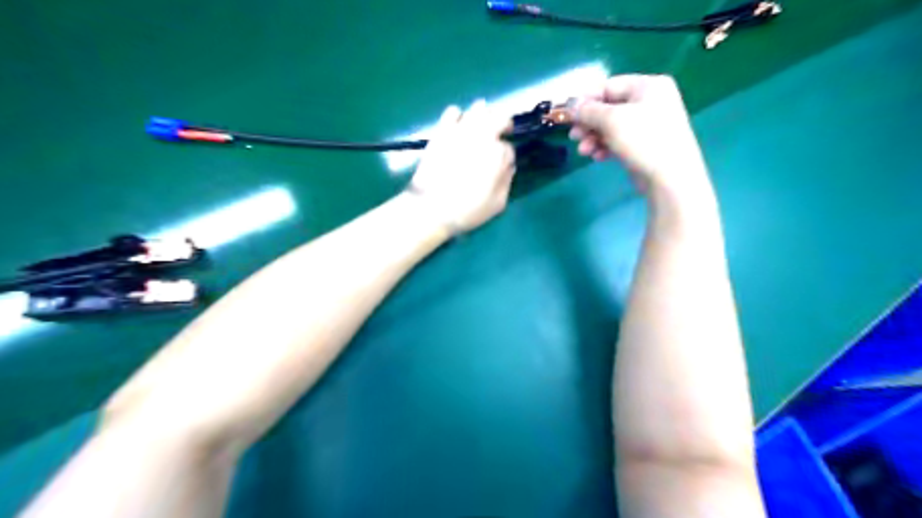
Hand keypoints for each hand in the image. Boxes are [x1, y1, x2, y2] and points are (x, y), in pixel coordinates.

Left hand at [412, 99, 517, 232]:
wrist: (430, 208)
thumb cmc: (467, 210)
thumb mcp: (497, 204)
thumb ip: (507, 181)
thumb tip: (507, 166)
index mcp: (498, 155)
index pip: (509, 148)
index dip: (507, 156)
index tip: (503, 165)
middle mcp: (483, 136)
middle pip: (501, 117)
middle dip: (504, 125)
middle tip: (503, 133)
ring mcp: (461, 131)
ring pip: (479, 109)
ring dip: (485, 116)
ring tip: (482, 127)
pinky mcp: (442, 131)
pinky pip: (453, 111)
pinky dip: (458, 116)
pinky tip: (458, 126)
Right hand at [570, 75, 711, 198]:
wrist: (671, 177)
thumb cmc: (644, 140)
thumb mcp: (612, 120)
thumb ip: (588, 110)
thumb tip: (571, 105)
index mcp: (648, 86)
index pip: (608, 86)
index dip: (585, 100)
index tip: (567, 115)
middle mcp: (650, 101)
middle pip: (609, 107)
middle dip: (588, 123)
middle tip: (573, 136)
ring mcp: (648, 124)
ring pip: (611, 126)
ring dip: (594, 137)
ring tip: (584, 151)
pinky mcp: (645, 144)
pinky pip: (619, 140)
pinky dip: (605, 146)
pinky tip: (597, 157)